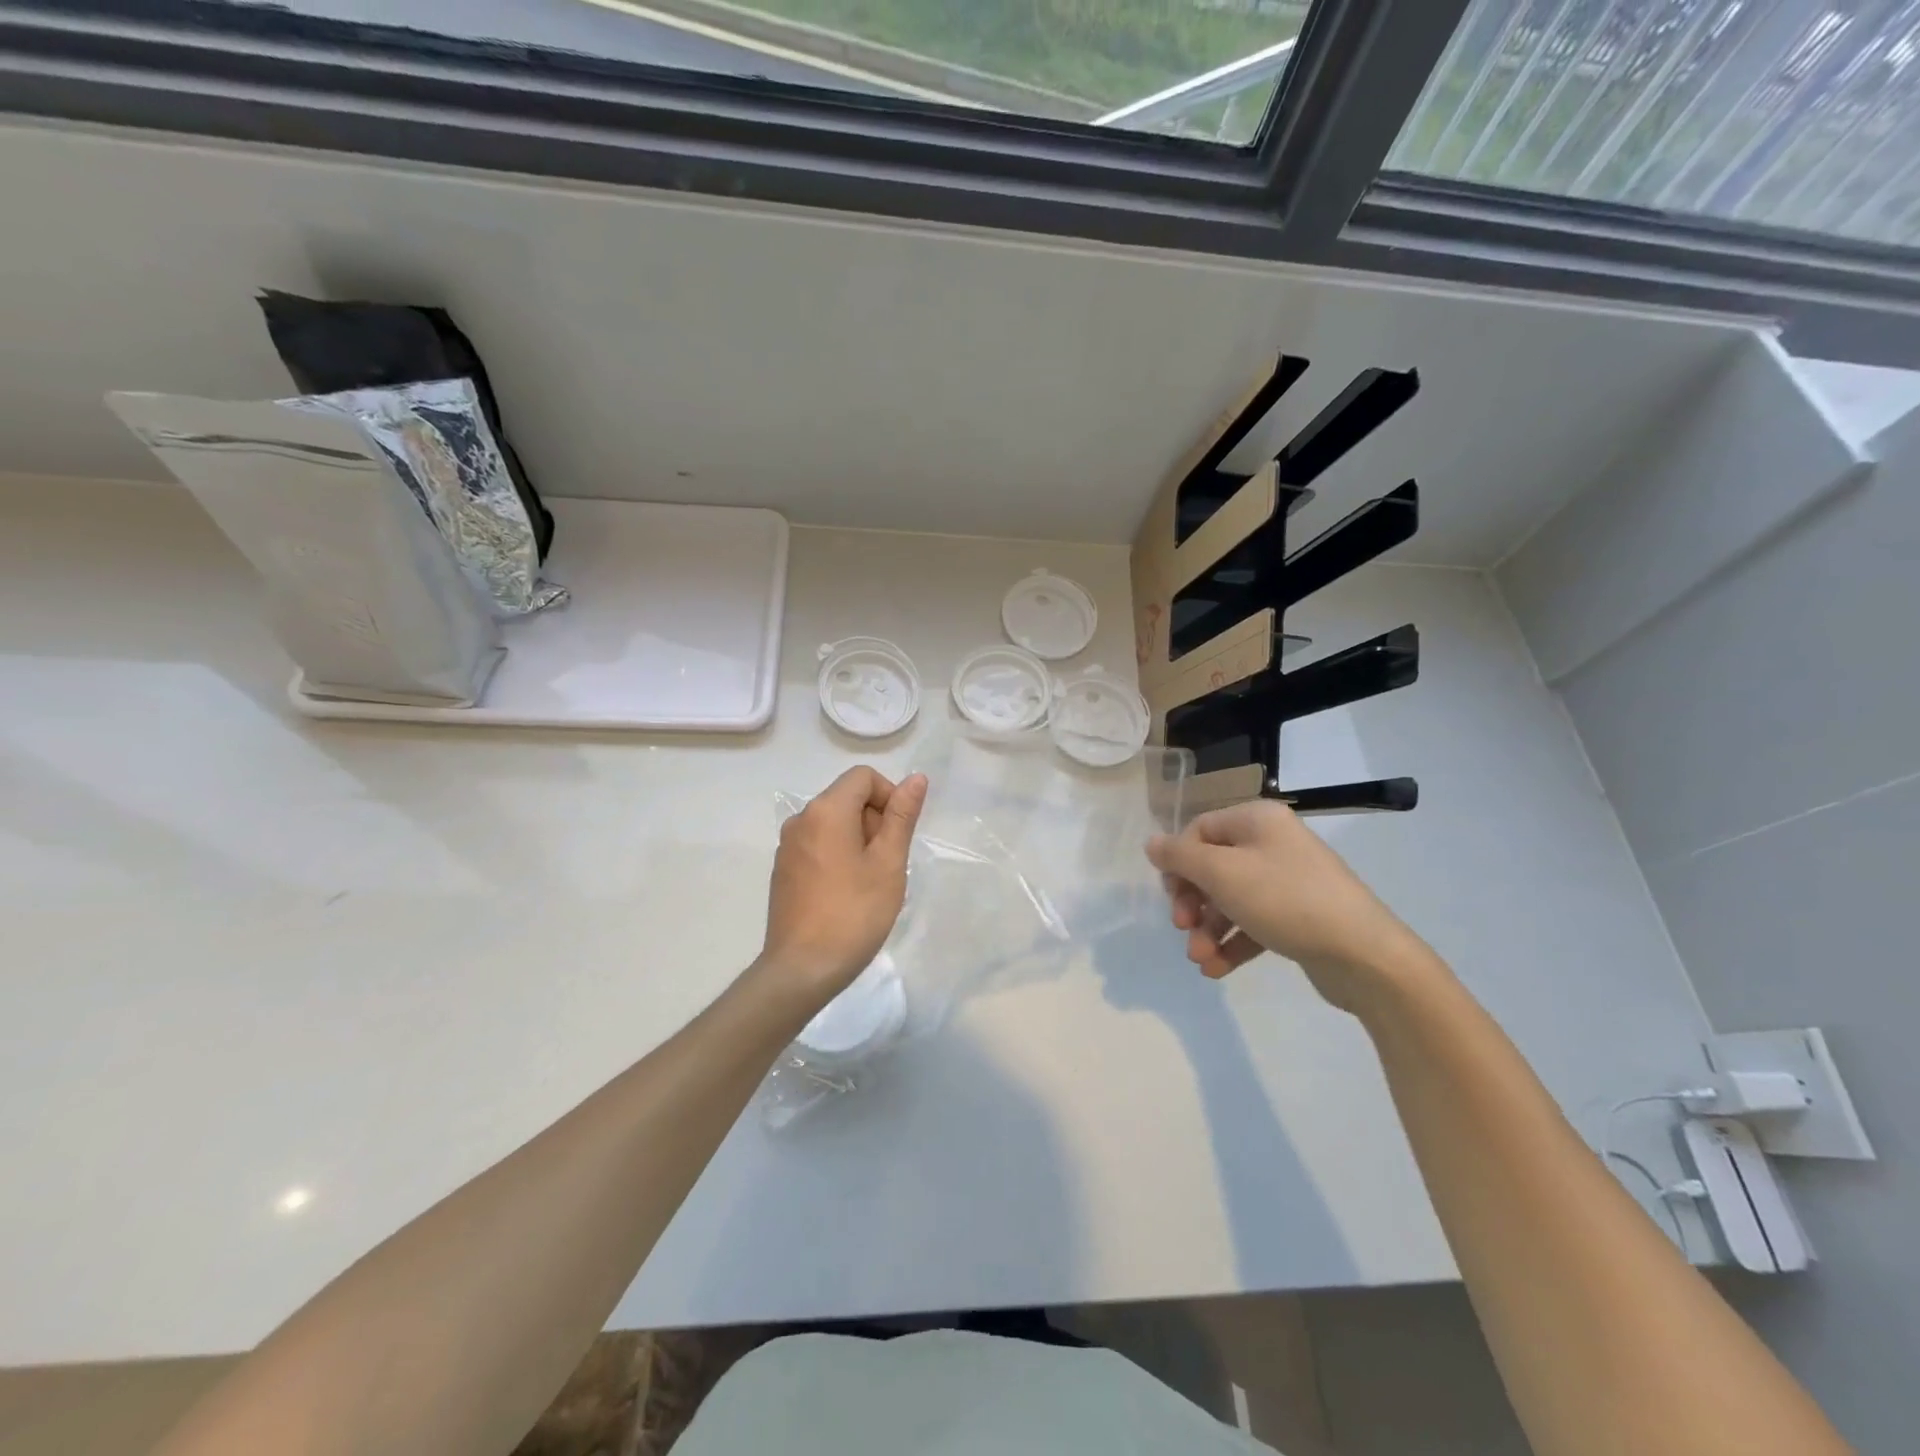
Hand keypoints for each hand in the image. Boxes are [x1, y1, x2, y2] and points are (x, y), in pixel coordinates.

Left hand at [756, 766, 926, 1010]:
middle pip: (847, 798)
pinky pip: (818, 845)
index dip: (889, 796)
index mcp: (826, 810)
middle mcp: (800, 819)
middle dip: (874, 821)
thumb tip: (916, 778)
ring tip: (870, 882)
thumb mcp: (888, 862)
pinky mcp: (783, 870)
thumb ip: (902, 816)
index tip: (898, 835)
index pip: (863, 777)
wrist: (802, 969)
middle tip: (887, 864)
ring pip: (833, 823)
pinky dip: (838, 856)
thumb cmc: (854, 913)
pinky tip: (847, 894)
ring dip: (858, 841)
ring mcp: (787, 846)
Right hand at [1146, 800, 1438, 1013]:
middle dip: (1193, 903)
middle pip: (1212, 867)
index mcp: (1257, 820)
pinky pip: (1252, 924)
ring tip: (1200, 960)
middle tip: (1183, 927)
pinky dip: (1232, 944)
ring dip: (1208, 930)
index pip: (1199, 830)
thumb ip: (1180, 856)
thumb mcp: (1222, 873)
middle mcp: (1272, 844)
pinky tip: (1216, 970)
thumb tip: (1152, 843)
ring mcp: (1288, 882)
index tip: (1172, 895)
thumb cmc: (1286, 900)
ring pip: (1230, 900)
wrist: (1364, 955)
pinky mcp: (1298, 918)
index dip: (1179, 862)